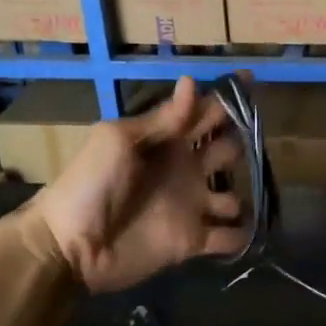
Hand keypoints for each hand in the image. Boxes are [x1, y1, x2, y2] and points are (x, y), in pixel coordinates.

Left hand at [21, 77, 246, 292]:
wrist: (71, 245)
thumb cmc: (91, 184)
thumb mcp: (119, 140)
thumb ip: (161, 120)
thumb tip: (191, 83)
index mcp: (167, 142)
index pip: (202, 114)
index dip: (225, 99)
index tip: (250, 81)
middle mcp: (185, 170)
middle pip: (225, 151)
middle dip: (241, 143)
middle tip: (254, 141)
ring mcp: (191, 206)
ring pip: (232, 196)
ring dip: (245, 194)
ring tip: (251, 193)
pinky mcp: (193, 240)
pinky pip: (227, 237)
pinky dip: (240, 235)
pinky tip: (247, 231)